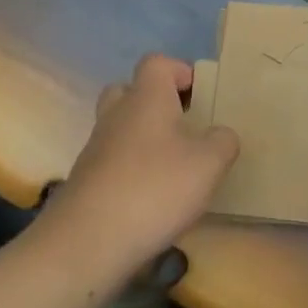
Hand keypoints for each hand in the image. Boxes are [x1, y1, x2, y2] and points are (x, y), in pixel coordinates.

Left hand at [47, 54, 238, 271]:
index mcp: (146, 98)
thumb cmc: (154, 189)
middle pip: (130, 91)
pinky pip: (112, 162)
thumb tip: (220, 135)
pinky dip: (131, 171)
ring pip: (120, 128)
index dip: (179, 71)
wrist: (86, 244)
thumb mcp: (209, 164)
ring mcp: (95, 149)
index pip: (157, 63)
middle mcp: (116, 115)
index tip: (200, 95)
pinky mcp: (85, 182)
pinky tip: (151, 199)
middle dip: (155, 103)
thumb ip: (223, 141)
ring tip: (173, 168)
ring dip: (143, 140)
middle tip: (182, 126)